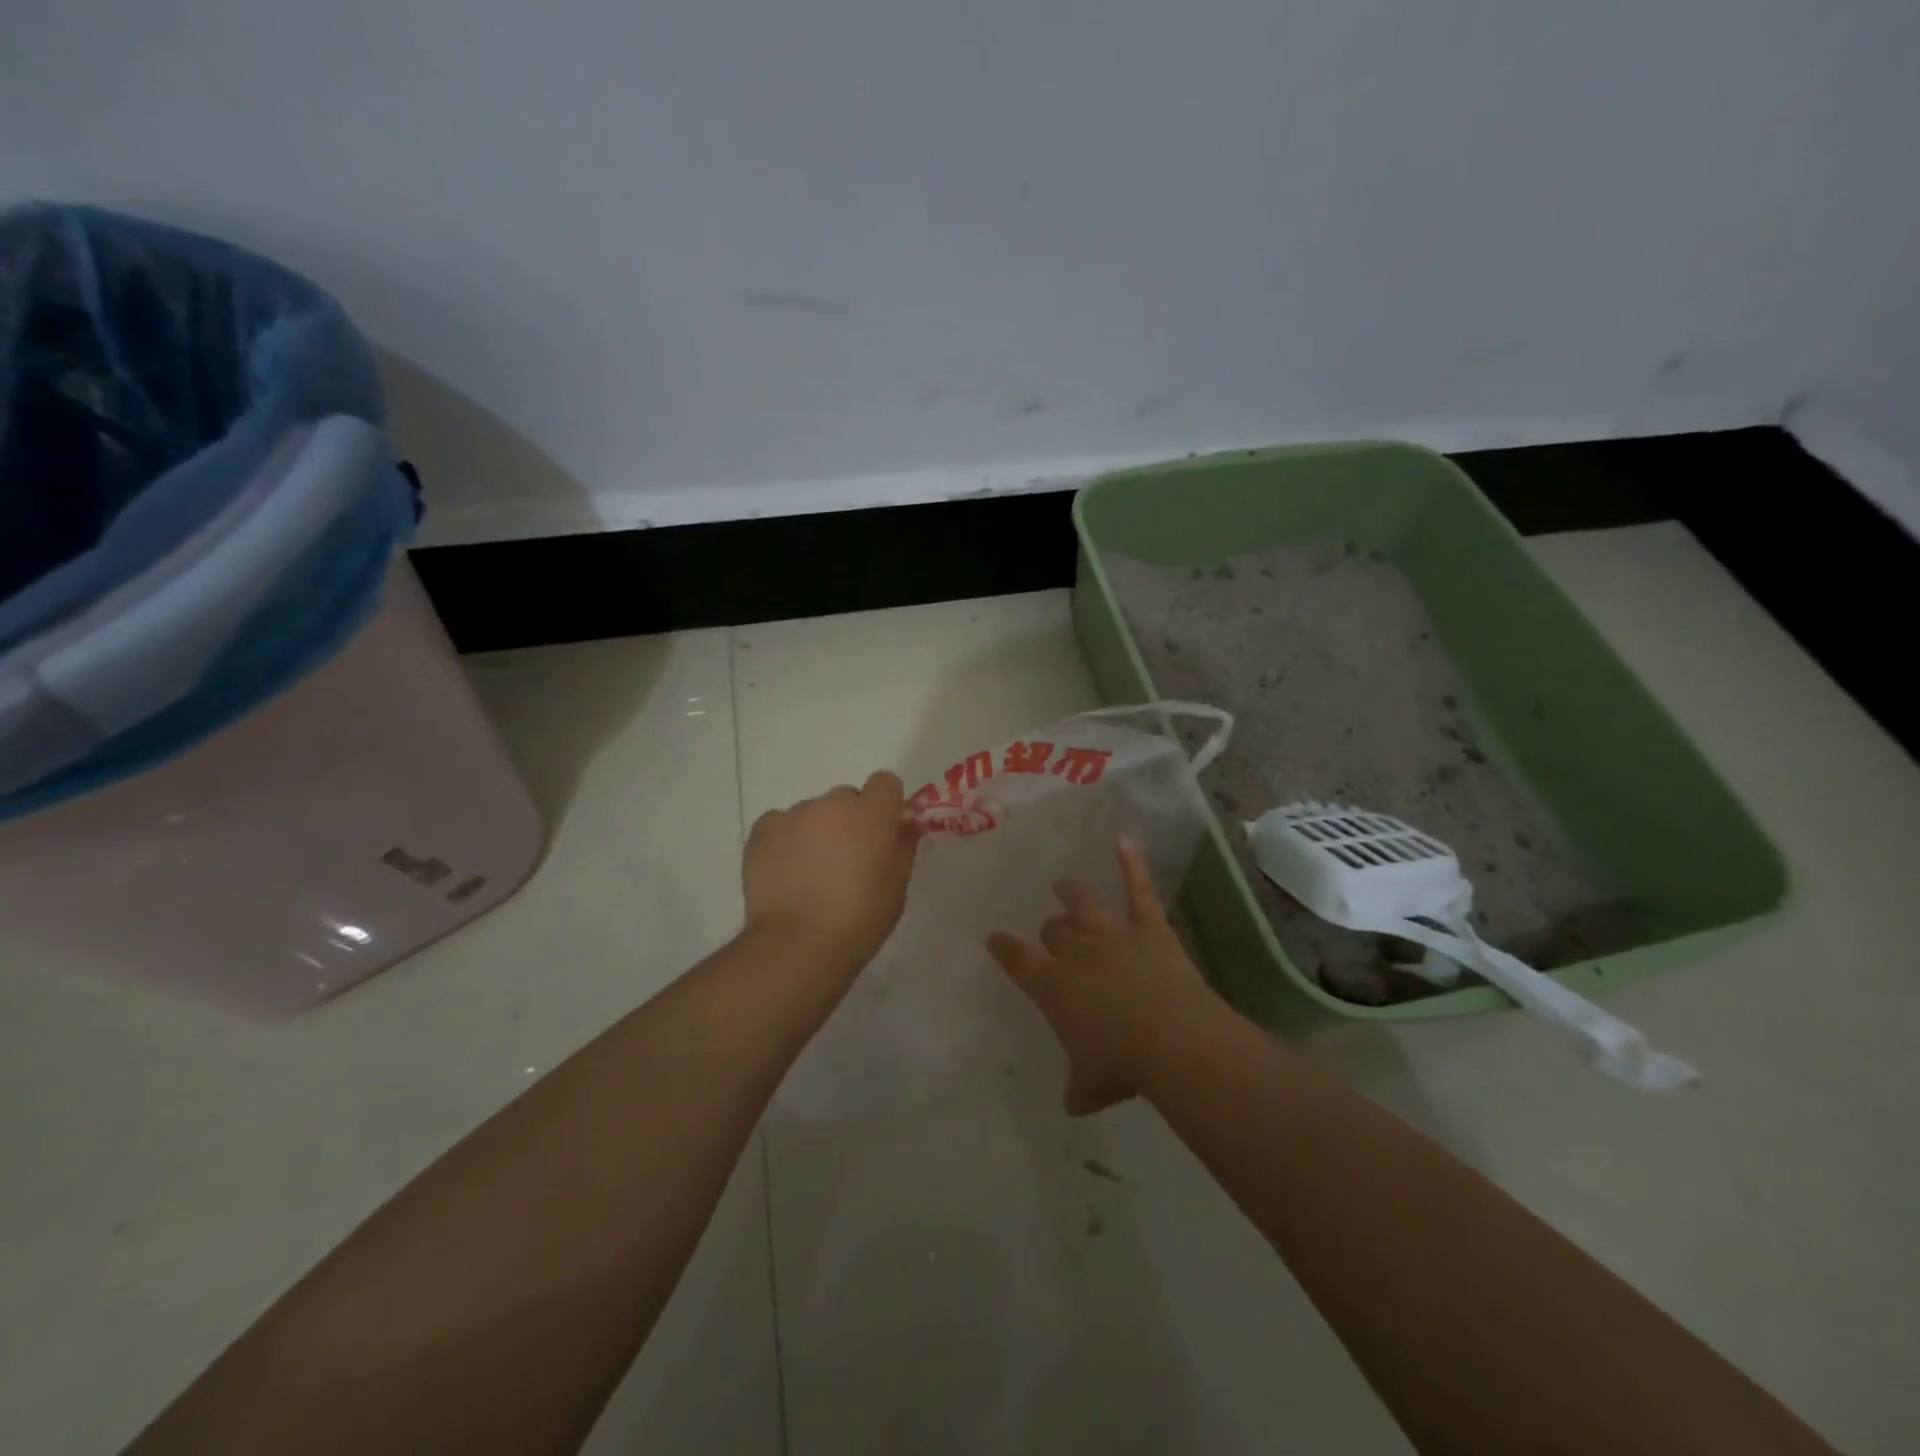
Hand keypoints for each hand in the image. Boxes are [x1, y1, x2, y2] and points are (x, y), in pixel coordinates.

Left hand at [743, 770, 922, 972]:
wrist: (799, 944)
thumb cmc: (860, 919)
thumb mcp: (897, 886)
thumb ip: (903, 847)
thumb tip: (906, 826)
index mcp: (872, 813)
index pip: (885, 782)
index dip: (885, 804)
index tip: (882, 831)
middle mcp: (832, 804)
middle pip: (846, 798)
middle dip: (850, 820)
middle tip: (846, 859)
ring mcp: (794, 815)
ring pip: (812, 812)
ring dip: (817, 831)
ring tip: (810, 873)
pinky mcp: (762, 831)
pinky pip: (780, 824)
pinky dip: (785, 840)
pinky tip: (786, 872)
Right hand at [987, 839, 1217, 1114]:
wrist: (1171, 1040)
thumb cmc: (1122, 1065)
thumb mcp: (1091, 1086)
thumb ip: (1078, 1088)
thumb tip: (1072, 1102)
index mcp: (1053, 986)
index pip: (1018, 959)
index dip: (1004, 947)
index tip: (995, 938)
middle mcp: (1075, 952)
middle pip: (1054, 930)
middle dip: (1050, 931)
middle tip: (1051, 934)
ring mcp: (1111, 934)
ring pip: (1082, 903)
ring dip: (1072, 892)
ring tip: (1064, 885)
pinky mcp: (1148, 926)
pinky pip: (1138, 889)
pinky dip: (1131, 862)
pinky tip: (1124, 838)